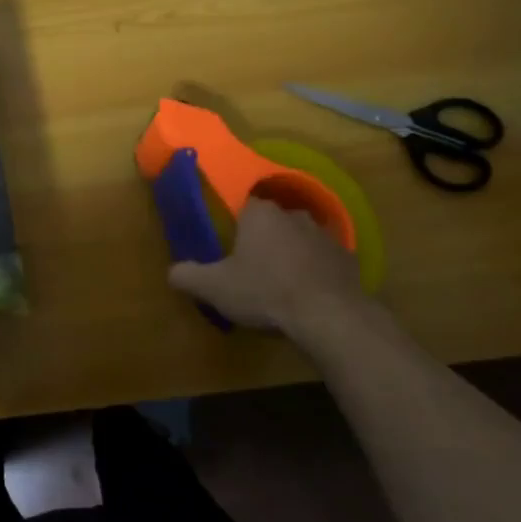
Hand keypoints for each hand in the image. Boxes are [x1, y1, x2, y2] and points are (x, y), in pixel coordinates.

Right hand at [168, 196, 372, 339]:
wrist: (328, 315)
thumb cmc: (265, 292)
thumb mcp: (214, 288)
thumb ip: (188, 276)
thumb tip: (172, 272)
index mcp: (259, 214)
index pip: (243, 206)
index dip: (236, 226)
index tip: (231, 248)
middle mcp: (293, 215)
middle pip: (273, 221)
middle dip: (264, 240)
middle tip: (253, 268)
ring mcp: (325, 235)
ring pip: (300, 239)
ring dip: (292, 254)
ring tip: (282, 283)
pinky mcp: (348, 258)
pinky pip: (324, 260)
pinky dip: (316, 271)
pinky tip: (308, 294)